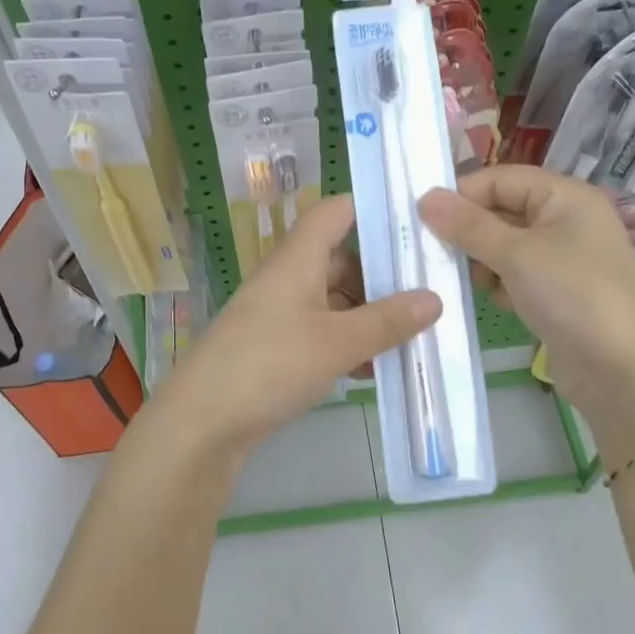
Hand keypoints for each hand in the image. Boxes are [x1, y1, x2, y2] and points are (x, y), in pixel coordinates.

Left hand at [151, 195, 441, 452]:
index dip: (372, 208)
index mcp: (297, 259)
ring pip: (334, 300)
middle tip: (429, 292)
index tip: (416, 222)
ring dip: (369, 315)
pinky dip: (349, 343)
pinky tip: (374, 368)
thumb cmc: (268, 366)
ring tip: (412, 336)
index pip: (335, 211)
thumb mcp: (336, 343)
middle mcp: (287, 279)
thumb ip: (386, 321)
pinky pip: (322, 332)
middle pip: (341, 259)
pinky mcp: (275, 348)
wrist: (200, 425)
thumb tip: (434, 298)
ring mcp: (279, 314)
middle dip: (383, 275)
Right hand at [419, 167, 634, 420]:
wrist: (626, 374)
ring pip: (505, 246)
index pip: (501, 179)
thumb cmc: (574, 296)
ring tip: (462, 279)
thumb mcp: (517, 254)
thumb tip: (425, 197)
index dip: (462, 194)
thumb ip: (468, 226)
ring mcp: (563, 260)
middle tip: (431, 251)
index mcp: (565, 197)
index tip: (422, 218)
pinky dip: (498, 284)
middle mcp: (566, 221)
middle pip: (502, 210)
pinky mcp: (557, 294)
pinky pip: (515, 276)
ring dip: (480, 260)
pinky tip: (489, 301)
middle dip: (468, 230)